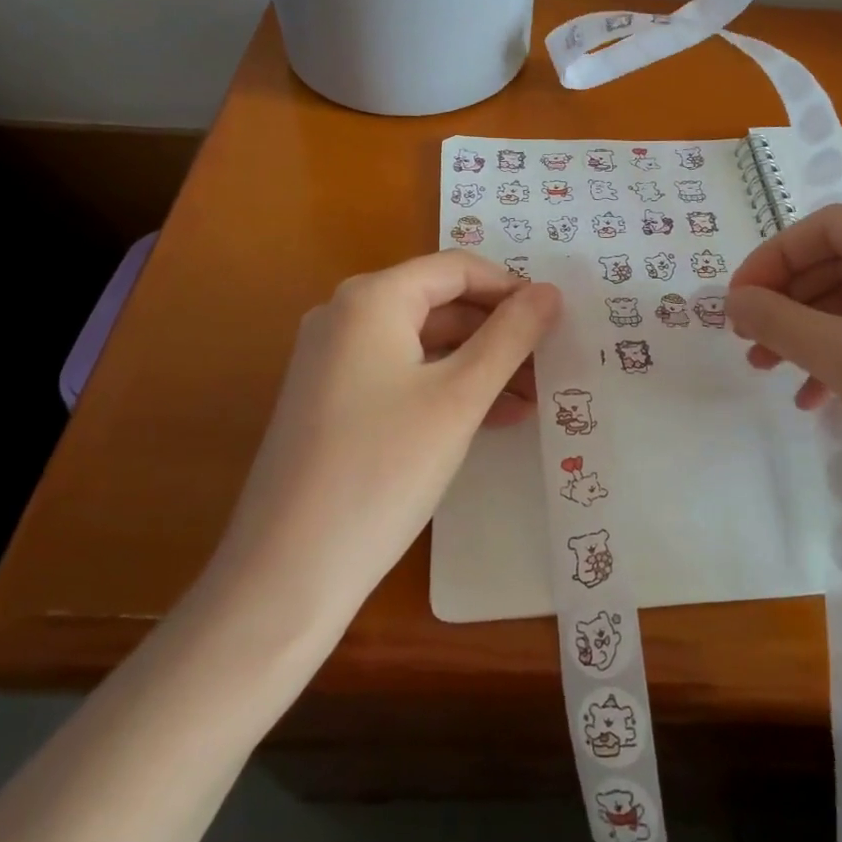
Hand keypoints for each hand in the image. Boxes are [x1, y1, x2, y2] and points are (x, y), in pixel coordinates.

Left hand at [204, 252, 560, 625]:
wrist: (286, 573)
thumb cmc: (382, 470)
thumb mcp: (459, 398)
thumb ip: (510, 337)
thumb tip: (551, 292)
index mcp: (371, 299)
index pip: (456, 268)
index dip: (511, 288)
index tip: (556, 321)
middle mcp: (345, 316)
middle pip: (440, 303)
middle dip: (498, 332)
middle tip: (549, 364)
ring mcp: (332, 359)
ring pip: (423, 343)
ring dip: (479, 365)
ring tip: (531, 399)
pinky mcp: (330, 400)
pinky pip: (401, 374)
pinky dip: (446, 388)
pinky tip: (490, 418)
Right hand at [725, 205, 841, 542]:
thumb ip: (777, 320)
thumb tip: (732, 300)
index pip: (824, 228)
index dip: (770, 260)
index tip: (734, 302)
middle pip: (840, 262)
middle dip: (787, 301)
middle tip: (747, 340)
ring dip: (809, 333)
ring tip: (772, 371)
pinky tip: (818, 396)